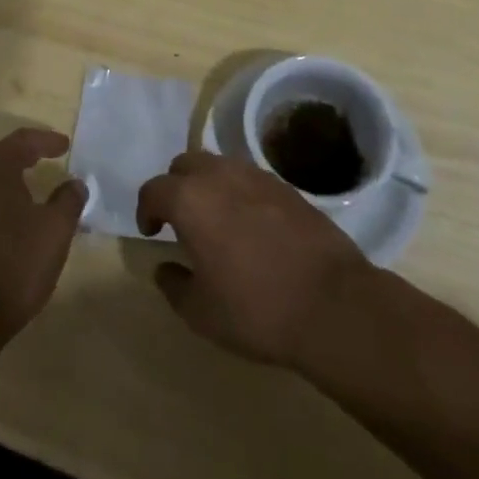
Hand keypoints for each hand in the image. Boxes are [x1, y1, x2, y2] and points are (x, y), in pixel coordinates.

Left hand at [0, 129, 87, 351]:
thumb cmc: (12, 266)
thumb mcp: (54, 232)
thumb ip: (68, 201)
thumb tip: (75, 182)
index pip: (23, 141)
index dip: (46, 140)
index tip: (65, 144)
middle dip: (22, 153)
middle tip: (44, 157)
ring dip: (5, 177)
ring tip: (27, 187)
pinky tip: (5, 218)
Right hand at [136, 150, 372, 366]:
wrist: (332, 303)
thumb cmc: (256, 309)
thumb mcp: (201, 313)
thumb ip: (174, 285)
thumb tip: (165, 268)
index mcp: (190, 199)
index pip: (154, 190)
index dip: (146, 210)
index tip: (152, 233)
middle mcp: (219, 175)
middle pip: (185, 165)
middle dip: (176, 188)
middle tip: (180, 221)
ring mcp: (255, 176)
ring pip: (218, 165)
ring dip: (208, 185)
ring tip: (215, 220)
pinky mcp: (285, 186)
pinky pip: (248, 178)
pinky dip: (239, 193)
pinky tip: (250, 225)